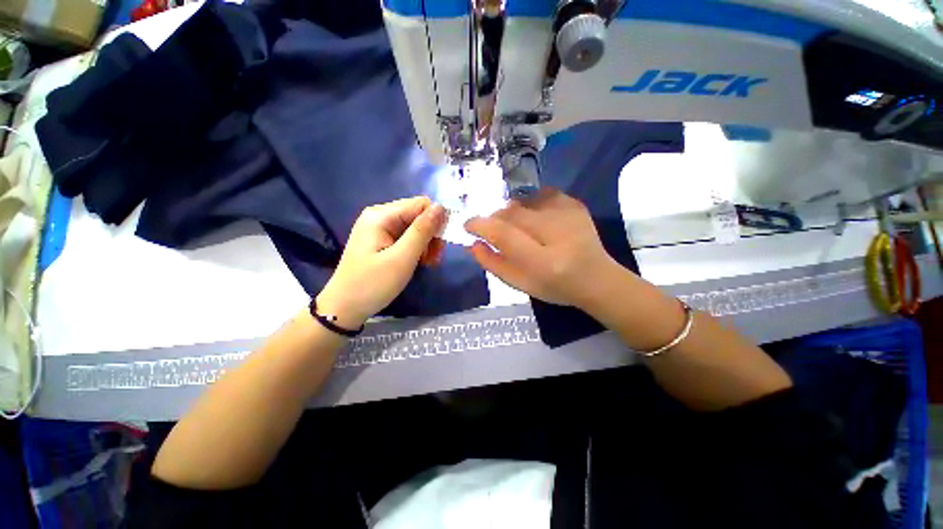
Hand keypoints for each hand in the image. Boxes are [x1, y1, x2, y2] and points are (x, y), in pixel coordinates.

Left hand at [317, 197, 446, 327]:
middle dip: (431, 235)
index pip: (421, 204)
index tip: (441, 245)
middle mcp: (380, 215)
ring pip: (415, 227)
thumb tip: (441, 207)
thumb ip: (422, 231)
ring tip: (428, 263)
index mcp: (381, 215)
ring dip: (426, 244)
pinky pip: (407, 237)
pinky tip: (420, 262)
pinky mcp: (381, 240)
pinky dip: (417, 249)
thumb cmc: (373, 284)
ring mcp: (380, 228)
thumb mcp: (402, 258)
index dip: (436, 221)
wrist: (345, 308)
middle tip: (434, 259)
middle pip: (418, 215)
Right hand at [465, 188, 616, 307]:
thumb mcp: (520, 284)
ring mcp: (569, 215)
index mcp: (543, 262)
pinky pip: (540, 194)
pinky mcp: (575, 204)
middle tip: (497, 231)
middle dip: (496, 219)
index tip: (469, 225)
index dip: (481, 225)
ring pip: (523, 201)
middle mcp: (557, 234)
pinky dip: (530, 204)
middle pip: (512, 212)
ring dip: (512, 213)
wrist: (596, 278)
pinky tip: (536, 219)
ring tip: (520, 229)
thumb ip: (493, 264)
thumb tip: (472, 243)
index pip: (503, 234)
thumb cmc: (555, 287)